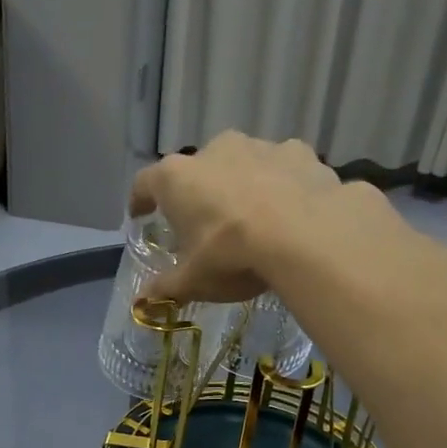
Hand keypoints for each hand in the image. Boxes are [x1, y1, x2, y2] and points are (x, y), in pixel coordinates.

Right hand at [128, 131, 339, 303]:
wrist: (306, 236)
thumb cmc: (232, 255)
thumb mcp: (194, 280)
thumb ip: (167, 287)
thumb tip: (143, 300)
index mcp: (177, 178)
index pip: (145, 183)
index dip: (140, 200)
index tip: (140, 214)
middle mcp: (214, 150)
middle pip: (196, 171)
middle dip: (198, 194)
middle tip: (204, 224)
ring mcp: (258, 146)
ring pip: (241, 164)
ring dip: (241, 185)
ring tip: (252, 219)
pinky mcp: (298, 152)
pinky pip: (282, 168)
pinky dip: (282, 185)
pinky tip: (290, 210)